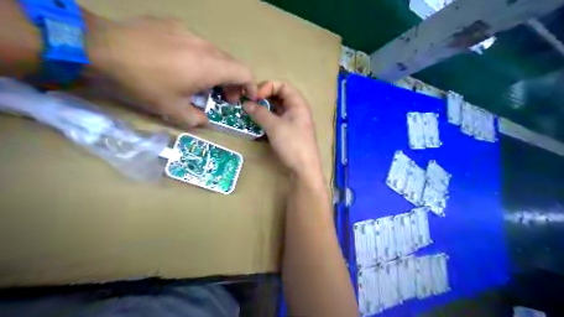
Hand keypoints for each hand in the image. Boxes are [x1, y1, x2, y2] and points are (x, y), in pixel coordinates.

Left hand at [85, 14, 256, 128]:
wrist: (100, 49)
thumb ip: (196, 118)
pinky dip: (198, 57)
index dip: (251, 86)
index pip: (244, 72)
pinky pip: (194, 42)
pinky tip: (178, 64)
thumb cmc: (143, 83)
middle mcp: (204, 45)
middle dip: (233, 81)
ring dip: (216, 69)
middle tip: (223, 96)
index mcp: (209, 66)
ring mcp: (187, 31)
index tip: (247, 98)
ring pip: (213, 52)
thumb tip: (204, 119)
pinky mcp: (171, 24)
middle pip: (230, 62)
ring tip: (200, 81)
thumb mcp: (172, 110)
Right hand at [243, 81, 321, 179]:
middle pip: (280, 96)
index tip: (255, 96)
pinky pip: (277, 121)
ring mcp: (294, 122)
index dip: (268, 87)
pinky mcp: (289, 133)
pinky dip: (267, 120)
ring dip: (264, 110)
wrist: (304, 169)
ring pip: (277, 110)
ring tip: (250, 113)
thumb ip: (260, 113)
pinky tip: (257, 125)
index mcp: (298, 104)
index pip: (282, 85)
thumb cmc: (292, 144)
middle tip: (249, 104)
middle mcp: (297, 110)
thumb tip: (246, 104)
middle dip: (264, 98)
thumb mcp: (274, 126)